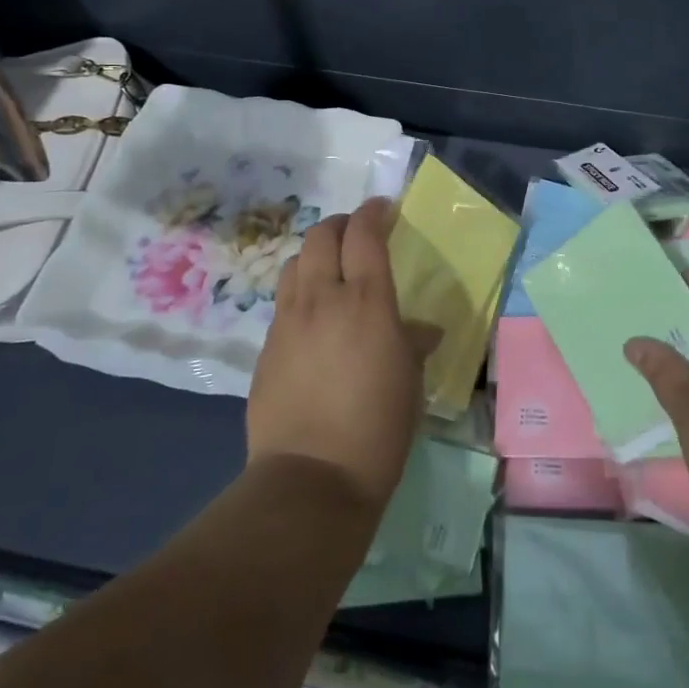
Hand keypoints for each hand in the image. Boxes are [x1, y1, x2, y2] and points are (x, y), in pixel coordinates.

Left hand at [248, 198, 423, 510]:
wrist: (311, 479)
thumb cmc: (378, 428)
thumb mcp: (409, 382)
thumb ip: (412, 344)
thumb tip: (422, 331)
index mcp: (365, 300)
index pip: (363, 235)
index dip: (373, 213)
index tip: (383, 208)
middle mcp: (321, 299)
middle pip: (320, 237)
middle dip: (339, 225)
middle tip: (356, 234)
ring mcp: (287, 322)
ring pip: (294, 265)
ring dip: (313, 256)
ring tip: (330, 272)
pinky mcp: (266, 348)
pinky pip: (283, 303)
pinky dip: (299, 293)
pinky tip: (312, 319)